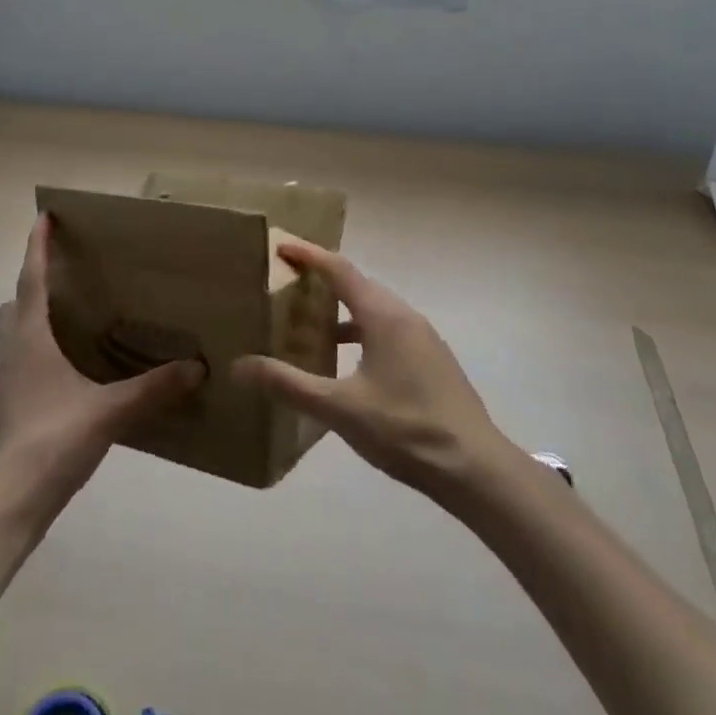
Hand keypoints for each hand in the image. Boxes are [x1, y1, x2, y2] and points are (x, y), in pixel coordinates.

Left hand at [0, 215, 203, 523]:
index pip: (31, 279)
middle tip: (66, 268)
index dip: (36, 246)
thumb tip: (197, 367)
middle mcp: (14, 350)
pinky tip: (71, 361)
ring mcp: (9, 379)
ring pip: (17, 330)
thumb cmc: (50, 441)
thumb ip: (152, 388)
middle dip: (35, 279)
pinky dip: (41, 343)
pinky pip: (24, 356)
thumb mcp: (108, 411)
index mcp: (30, 338)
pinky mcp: (13, 404)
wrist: (7, 503)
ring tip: (72, 309)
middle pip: (17, 301)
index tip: (43, 216)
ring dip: (35, 312)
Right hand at [232, 240, 510, 498]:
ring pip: (375, 309)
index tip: (281, 246)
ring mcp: (423, 338)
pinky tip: (348, 364)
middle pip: (358, 284)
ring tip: (311, 324)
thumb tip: (239, 365)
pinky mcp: (432, 361)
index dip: (309, 255)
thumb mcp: (340, 409)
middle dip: (323, 279)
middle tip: (289, 283)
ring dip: (343, 309)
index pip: (340, 270)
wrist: (475, 468)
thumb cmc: (405, 429)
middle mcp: (404, 316)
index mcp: (383, 315)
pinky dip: (362, 331)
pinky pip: (388, 330)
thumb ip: (289, 385)